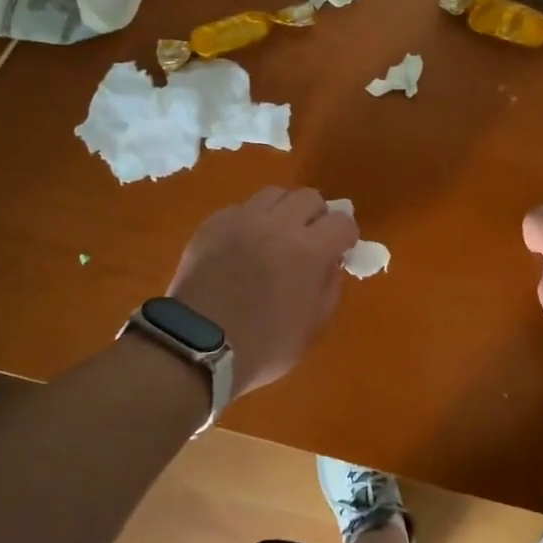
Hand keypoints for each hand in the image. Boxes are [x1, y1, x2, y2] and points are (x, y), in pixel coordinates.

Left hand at [167, 186, 358, 396]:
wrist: (196, 348)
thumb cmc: (262, 346)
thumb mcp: (312, 327)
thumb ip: (329, 288)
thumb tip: (332, 263)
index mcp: (309, 250)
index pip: (342, 222)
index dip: (345, 237)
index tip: (339, 252)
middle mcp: (278, 224)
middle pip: (309, 197)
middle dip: (316, 217)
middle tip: (309, 241)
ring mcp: (242, 220)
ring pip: (274, 195)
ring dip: (283, 211)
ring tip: (276, 236)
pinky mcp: (213, 224)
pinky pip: (241, 209)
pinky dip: (250, 221)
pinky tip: (244, 246)